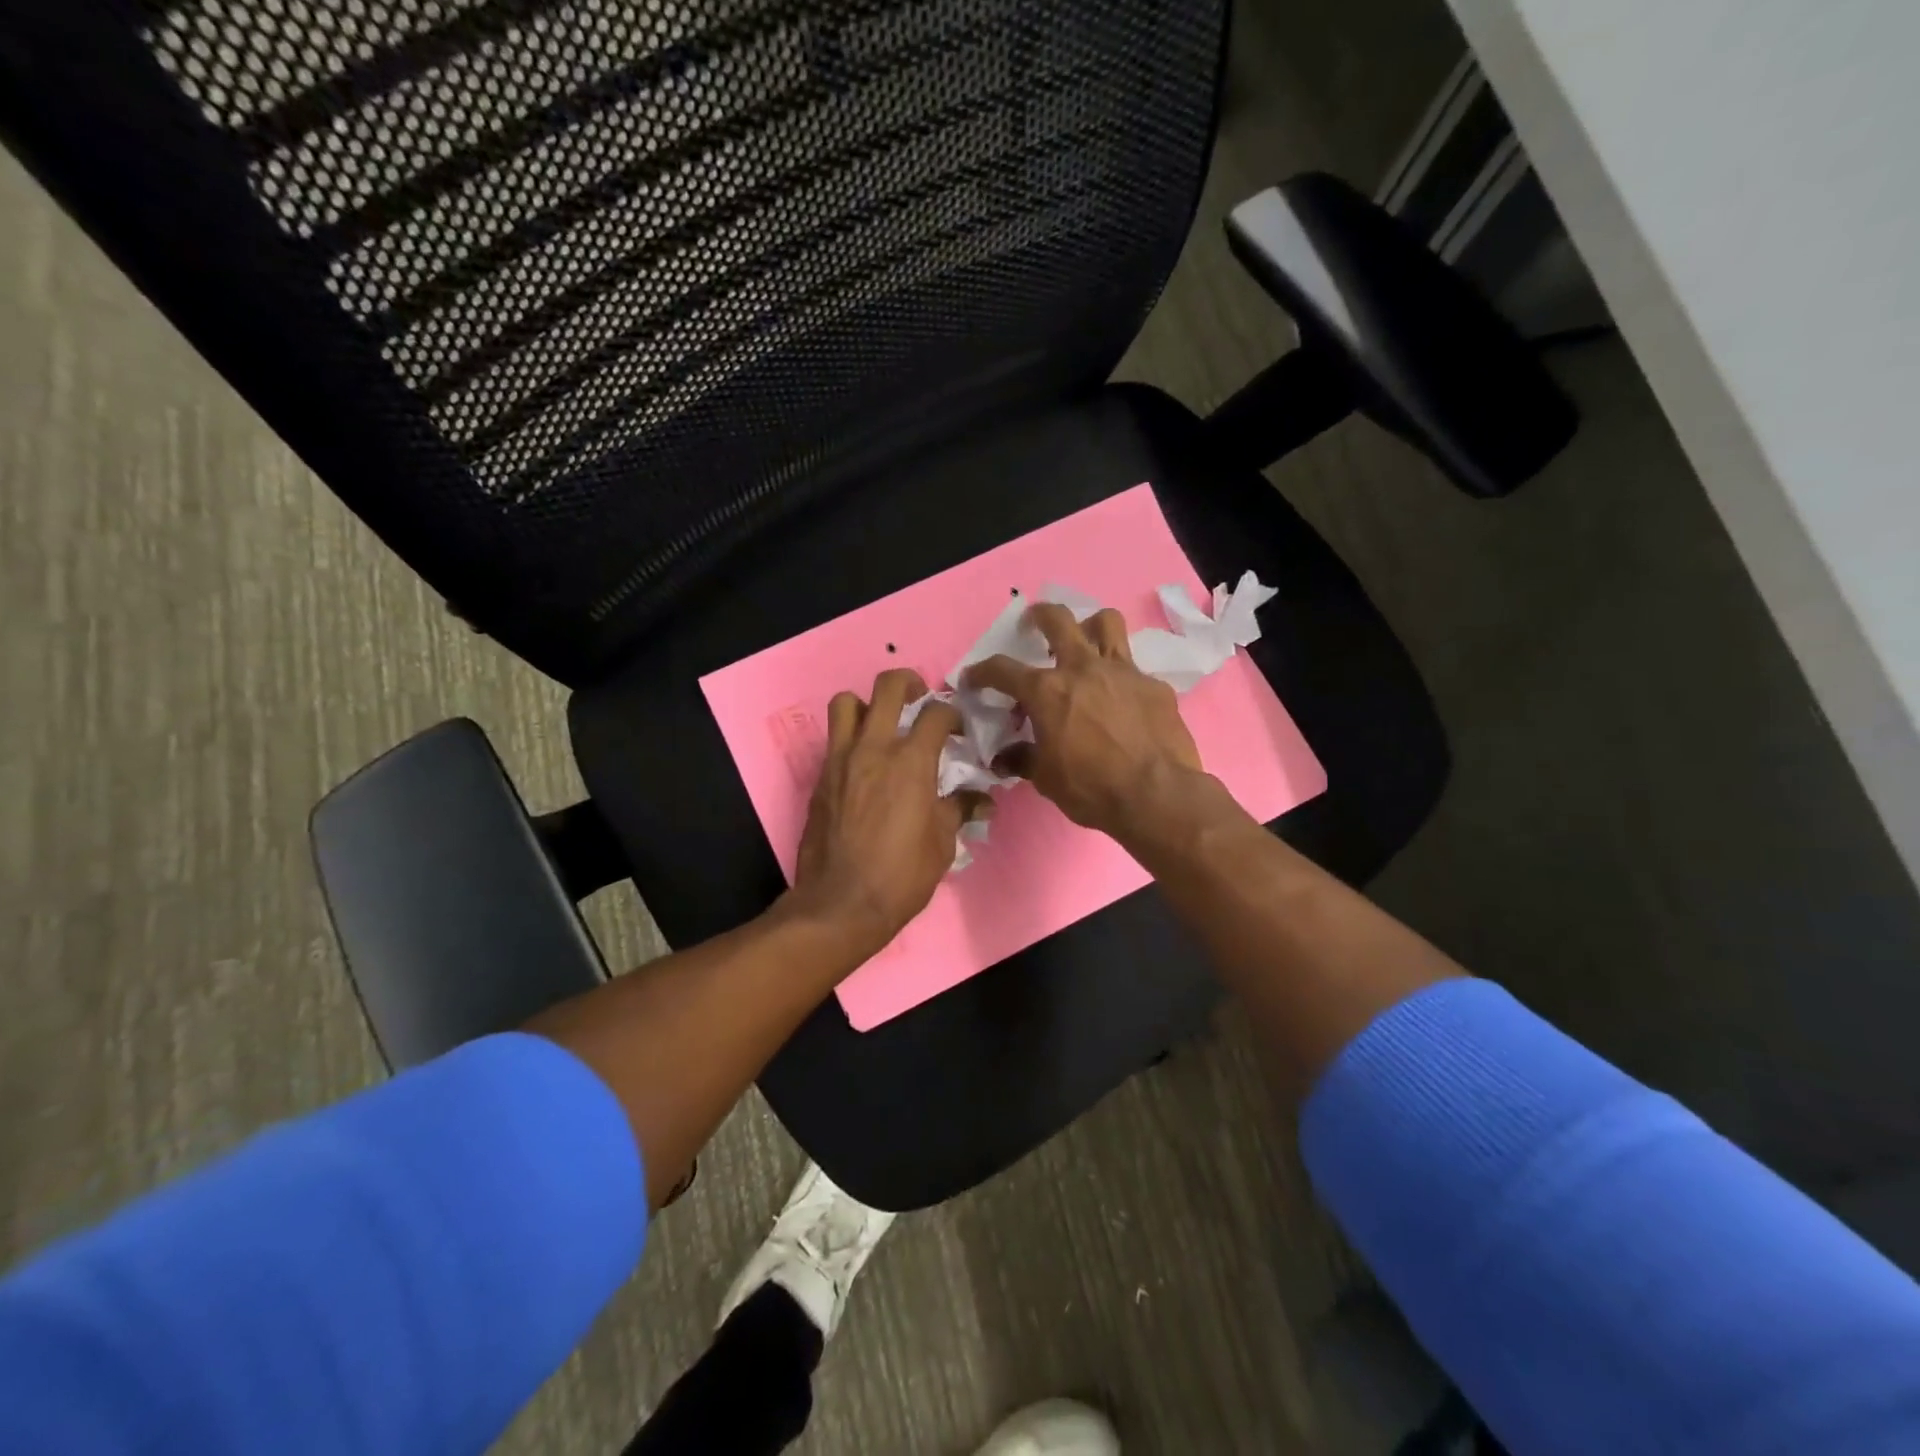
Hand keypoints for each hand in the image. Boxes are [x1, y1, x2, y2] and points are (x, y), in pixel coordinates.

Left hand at [789, 668, 985, 959]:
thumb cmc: (901, 875)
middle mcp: (874, 749)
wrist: (840, 903)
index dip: (953, 715)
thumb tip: (982, 800)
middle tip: (920, 698)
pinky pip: (834, 739)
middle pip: (888, 687)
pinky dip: (851, 738)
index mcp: (911, 762)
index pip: (936, 714)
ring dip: (867, 704)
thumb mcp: (942, 844)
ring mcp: (841, 760)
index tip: (959, 731)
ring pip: (847, 703)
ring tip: (882, 724)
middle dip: (909, 682)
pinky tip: (864, 765)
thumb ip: (960, 810)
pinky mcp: (820, 778)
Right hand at [963, 604, 1205, 841]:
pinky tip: (1122, 700)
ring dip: (1090, 627)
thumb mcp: (1045, 779)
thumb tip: (1004, 758)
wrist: (1156, 796)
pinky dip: (1120, 679)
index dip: (982, 672)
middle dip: (1040, 615)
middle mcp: (1082, 668)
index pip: (1002, 670)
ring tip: (1085, 643)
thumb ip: (1023, 759)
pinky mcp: (1154, 686)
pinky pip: (1134, 669)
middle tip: (1035, 623)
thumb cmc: (1091, 788)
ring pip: (1106, 622)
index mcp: (1047, 691)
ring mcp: (1123, 672)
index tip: (973, 678)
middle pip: (1058, 619)